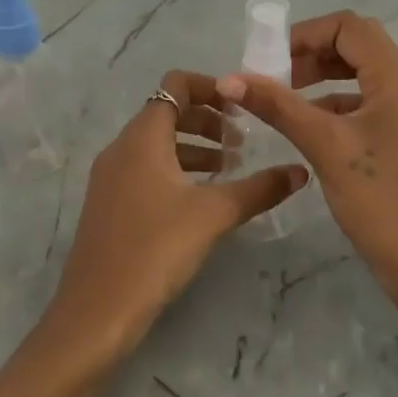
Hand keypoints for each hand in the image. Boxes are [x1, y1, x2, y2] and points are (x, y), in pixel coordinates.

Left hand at [49, 70, 308, 355]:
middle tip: (241, 143)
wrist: (97, 311)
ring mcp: (111, 177)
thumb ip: (259, 188)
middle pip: (167, 112)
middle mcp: (122, 147)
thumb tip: (300, 170)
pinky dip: (176, 170)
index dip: (210, 87)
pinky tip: (200, 199)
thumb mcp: (214, 214)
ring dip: (193, 147)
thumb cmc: (155, 249)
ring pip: (157, 143)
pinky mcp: (109, 204)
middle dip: (207, 120)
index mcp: (143, 137)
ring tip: (228, 169)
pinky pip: (147, 169)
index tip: (242, 107)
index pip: (175, 85)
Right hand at [216, 12, 397, 309]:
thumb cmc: (378, 200)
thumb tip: (229, 78)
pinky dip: (334, 104)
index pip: (351, 28)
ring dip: (322, 78)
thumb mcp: (324, 146)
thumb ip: (277, 106)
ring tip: (283, 98)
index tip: (271, 58)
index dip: (308, 33)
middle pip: (357, 47)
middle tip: (275, 76)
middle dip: (313, 53)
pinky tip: (307, 126)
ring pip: (361, 76)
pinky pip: (366, 104)